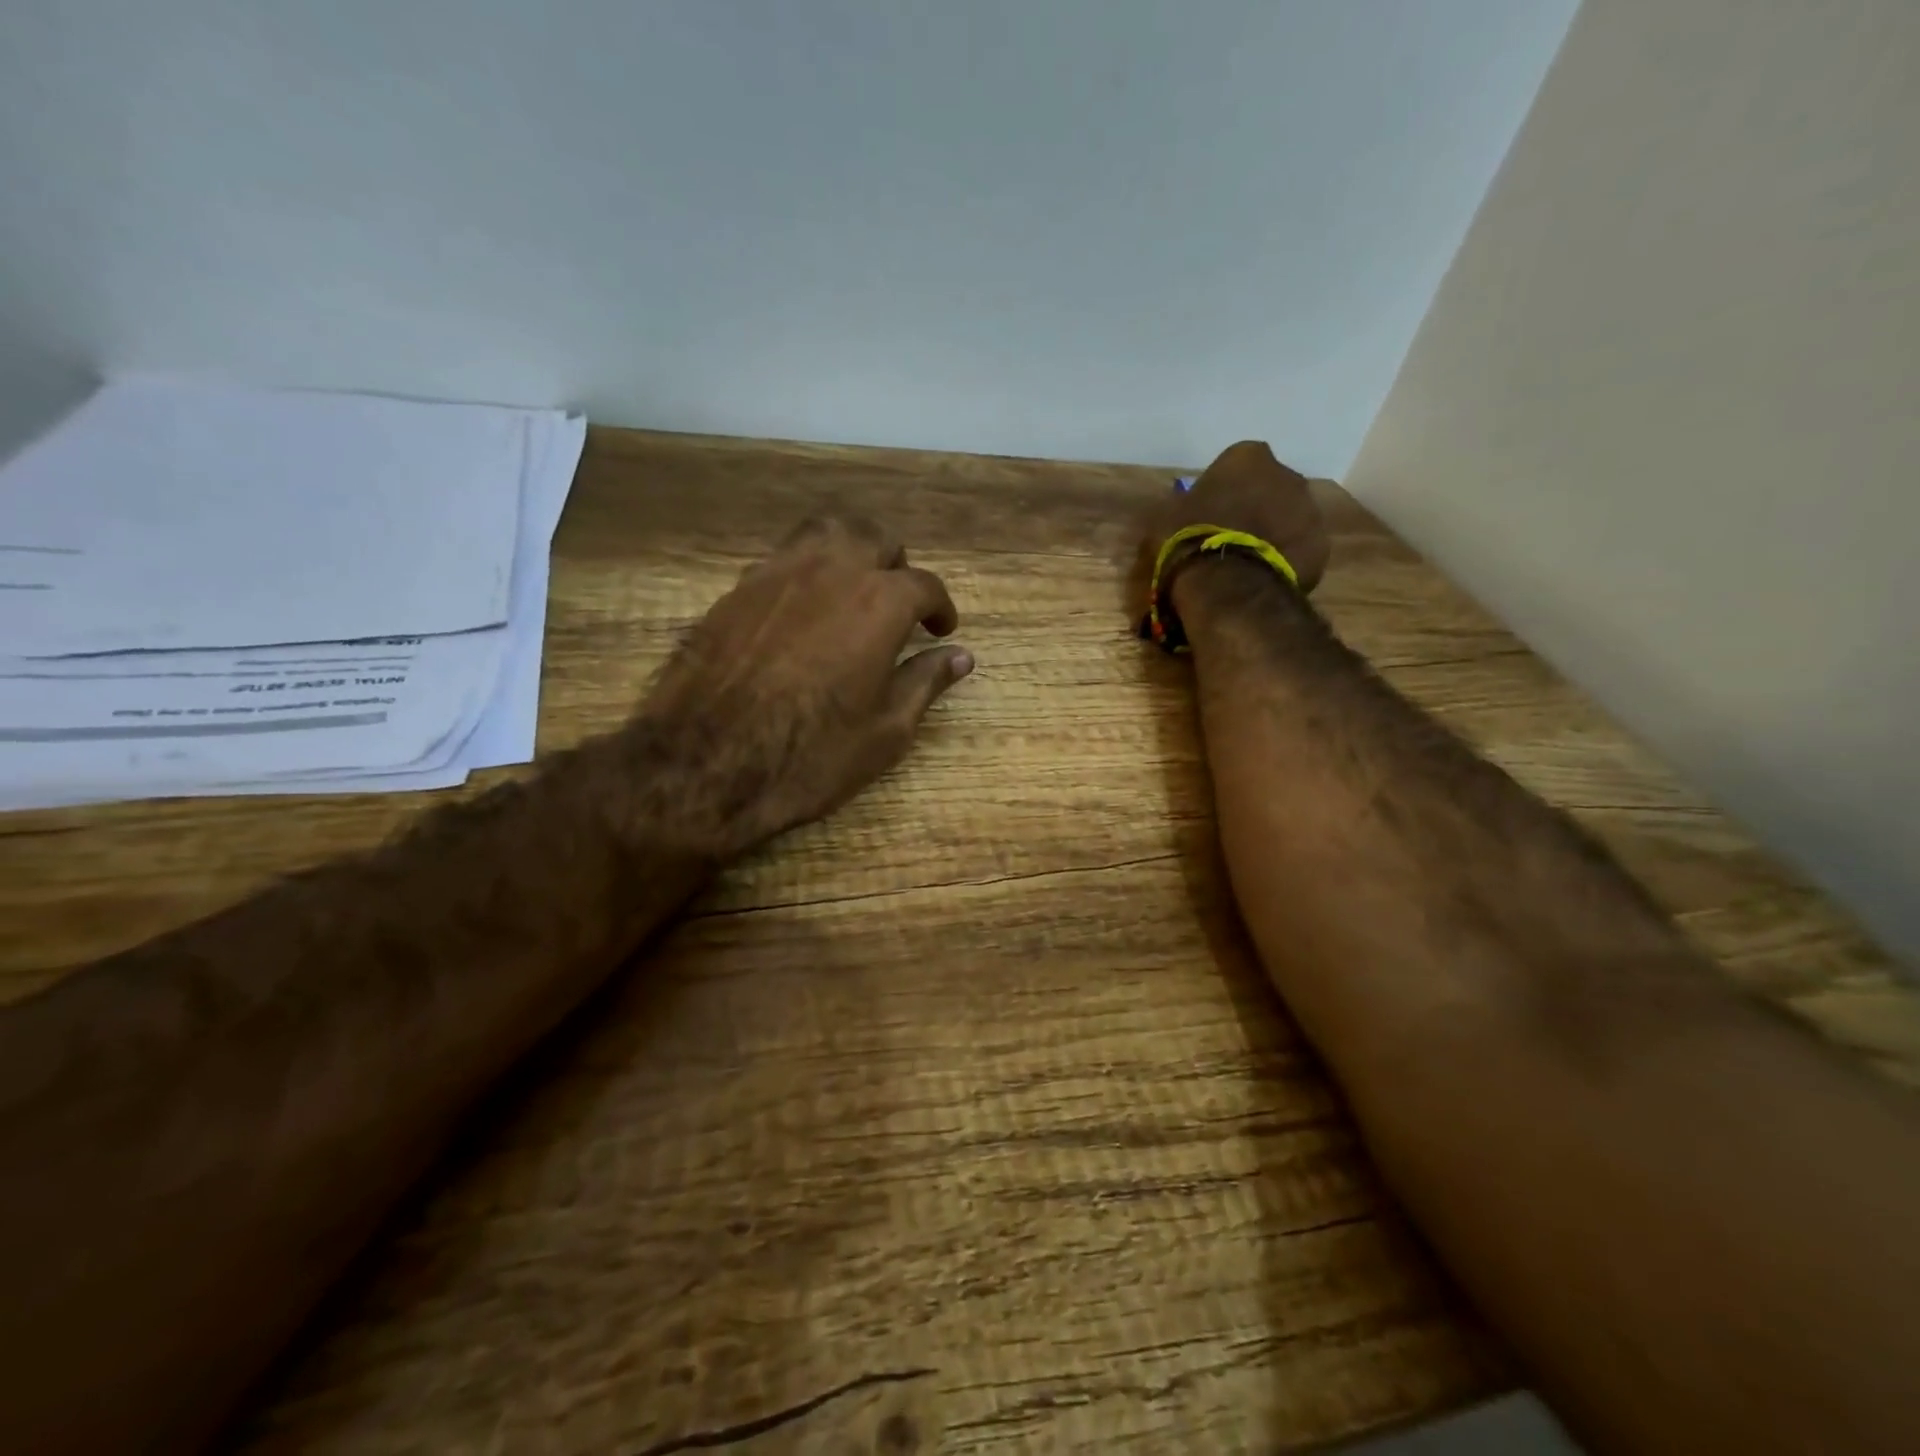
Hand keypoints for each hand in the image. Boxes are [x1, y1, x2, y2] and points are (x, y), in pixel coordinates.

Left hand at [641, 515, 972, 849]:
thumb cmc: (811, 755)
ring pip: (823, 532)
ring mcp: (776, 574)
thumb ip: (925, 683)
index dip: (939, 607)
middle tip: (898, 602)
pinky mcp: (736, 590)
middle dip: (895, 564)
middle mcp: (831, 571)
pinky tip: (803, 609)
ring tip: (852, 587)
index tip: (941, 629)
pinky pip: (781, 559)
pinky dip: (804, 571)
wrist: (706, 765)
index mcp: (879, 603)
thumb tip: (960, 657)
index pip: (924, 585)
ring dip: (848, 550)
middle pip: (874, 538)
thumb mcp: (886, 731)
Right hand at [1129, 440, 1330, 620]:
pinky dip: (1285, 559)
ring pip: (1289, 518)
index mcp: (1247, 457)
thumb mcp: (1165, 517)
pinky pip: (1299, 549)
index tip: (1209, 512)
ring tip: (1246, 563)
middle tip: (1230, 537)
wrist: (1228, 586)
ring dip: (1272, 533)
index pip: (1236, 465)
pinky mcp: (1320, 546)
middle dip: (1254, 507)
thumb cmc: (1190, 540)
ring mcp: (1310, 510)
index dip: (1223, 489)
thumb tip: (1182, 513)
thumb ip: (1182, 506)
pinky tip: (1263, 579)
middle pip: (1270, 488)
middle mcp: (1287, 474)